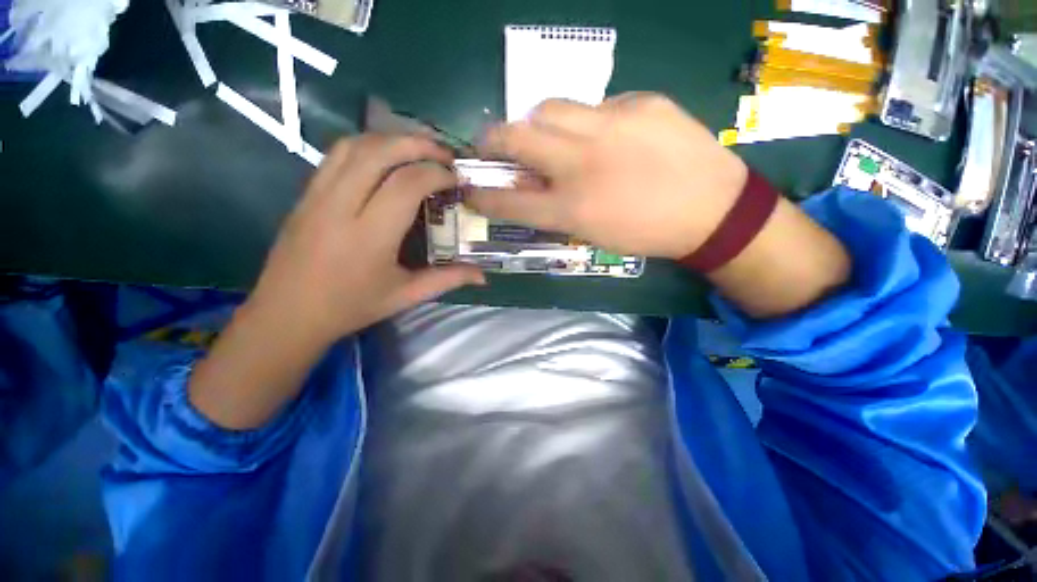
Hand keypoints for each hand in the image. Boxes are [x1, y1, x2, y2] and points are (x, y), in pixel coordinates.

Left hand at [248, 134, 484, 344]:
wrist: (288, 313)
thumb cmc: (351, 307)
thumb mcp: (405, 296)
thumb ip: (447, 280)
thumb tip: (483, 276)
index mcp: (369, 236)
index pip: (406, 184)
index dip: (436, 173)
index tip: (456, 178)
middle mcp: (341, 206)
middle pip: (379, 152)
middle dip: (417, 144)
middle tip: (444, 153)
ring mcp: (317, 195)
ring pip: (354, 145)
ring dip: (391, 139)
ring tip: (418, 149)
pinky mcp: (305, 193)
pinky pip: (336, 155)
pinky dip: (366, 146)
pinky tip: (384, 158)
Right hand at [469, 93, 848, 317]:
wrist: (711, 209)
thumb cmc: (645, 232)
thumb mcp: (592, 232)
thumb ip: (554, 210)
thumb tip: (528, 187)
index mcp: (571, 208)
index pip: (509, 199)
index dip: (483, 194)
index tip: (469, 188)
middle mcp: (581, 163)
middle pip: (516, 137)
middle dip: (492, 141)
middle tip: (492, 146)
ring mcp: (611, 125)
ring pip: (549, 108)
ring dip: (538, 124)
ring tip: (550, 137)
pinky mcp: (641, 102)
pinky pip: (597, 105)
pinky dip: (588, 122)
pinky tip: (608, 136)